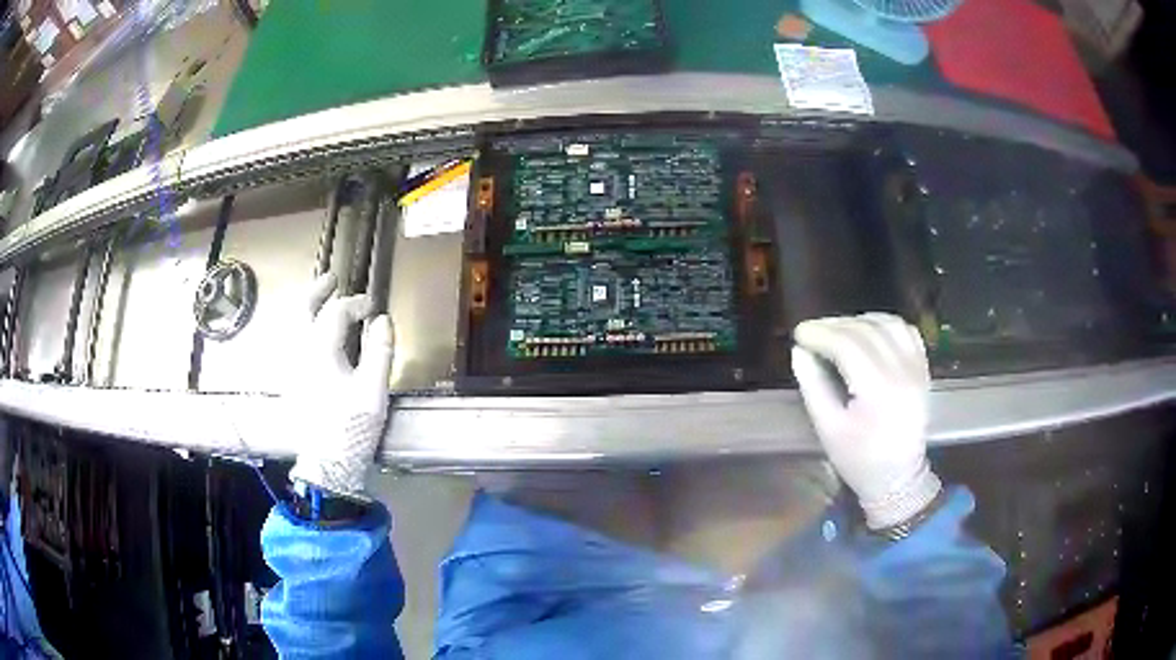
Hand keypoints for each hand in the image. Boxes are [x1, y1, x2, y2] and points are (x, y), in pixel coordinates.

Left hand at [288, 273, 394, 497]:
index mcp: (320, 351)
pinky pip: (291, 342)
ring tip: (320, 300)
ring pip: (293, 325)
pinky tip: (311, 334)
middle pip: (303, 310)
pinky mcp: (290, 381)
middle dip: (317, 291)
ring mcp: (291, 367)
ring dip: (307, 307)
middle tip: (331, 279)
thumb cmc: (351, 427)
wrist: (327, 463)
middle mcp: (300, 352)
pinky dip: (302, 327)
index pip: (336, 312)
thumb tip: (382, 319)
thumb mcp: (373, 391)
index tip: (373, 306)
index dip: (356, 303)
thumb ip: (379, 351)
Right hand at [791, 313, 939, 529]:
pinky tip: (869, 332)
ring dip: (860, 321)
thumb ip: (813, 386)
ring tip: (839, 331)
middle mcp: (902, 372)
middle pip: (867, 330)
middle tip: (812, 331)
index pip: (847, 345)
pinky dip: (885, 325)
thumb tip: (800, 352)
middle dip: (835, 325)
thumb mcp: (828, 429)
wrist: (898, 479)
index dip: (820, 334)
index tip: (799, 334)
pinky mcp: (924, 370)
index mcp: (878, 391)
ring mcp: (917, 369)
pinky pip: (906, 332)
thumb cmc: (859, 460)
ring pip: (888, 324)